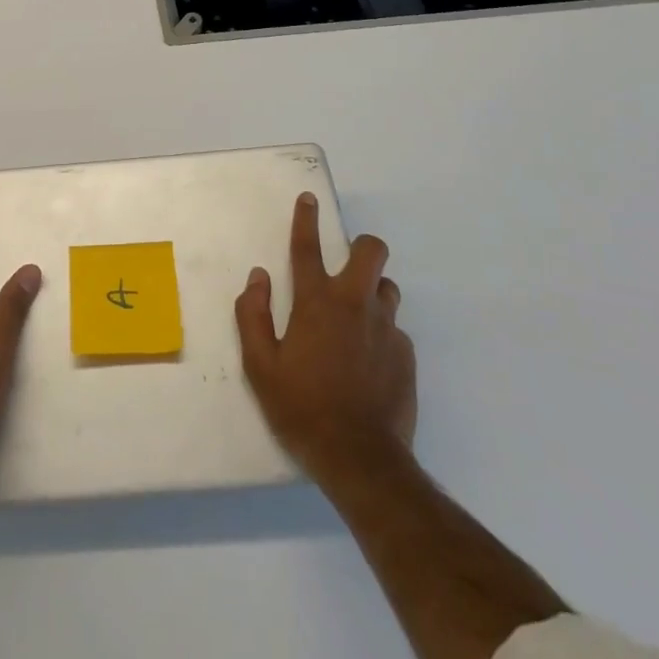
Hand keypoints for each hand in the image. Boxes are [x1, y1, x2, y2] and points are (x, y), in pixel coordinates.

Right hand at [235, 193, 416, 492]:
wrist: (361, 459)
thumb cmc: (301, 408)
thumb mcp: (259, 365)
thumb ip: (253, 314)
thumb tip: (258, 278)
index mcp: (316, 302)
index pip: (307, 247)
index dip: (306, 218)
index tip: (309, 199)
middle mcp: (354, 304)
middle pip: (371, 252)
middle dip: (361, 247)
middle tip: (347, 265)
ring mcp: (386, 329)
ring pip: (387, 287)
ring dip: (372, 290)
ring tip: (356, 317)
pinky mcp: (406, 355)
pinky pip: (394, 328)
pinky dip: (380, 332)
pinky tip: (368, 361)